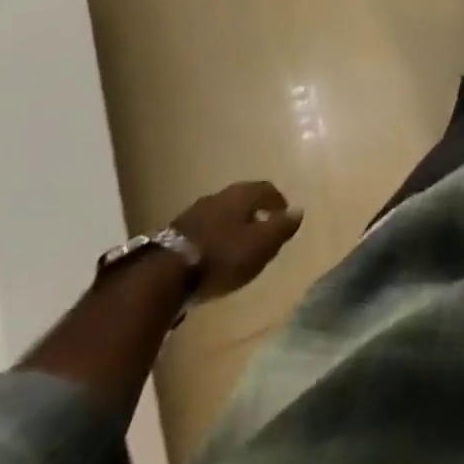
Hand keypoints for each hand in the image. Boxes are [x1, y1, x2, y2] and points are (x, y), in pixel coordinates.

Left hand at [171, 181, 303, 301]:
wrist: (165, 275)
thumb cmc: (222, 256)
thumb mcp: (260, 245)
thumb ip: (281, 228)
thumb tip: (298, 209)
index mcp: (241, 195)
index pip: (266, 188)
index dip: (277, 201)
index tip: (284, 216)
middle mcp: (218, 196)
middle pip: (242, 199)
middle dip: (254, 213)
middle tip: (262, 232)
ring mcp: (194, 213)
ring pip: (221, 214)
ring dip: (232, 226)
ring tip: (238, 247)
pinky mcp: (174, 234)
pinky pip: (203, 230)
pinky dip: (214, 239)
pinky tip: (213, 257)